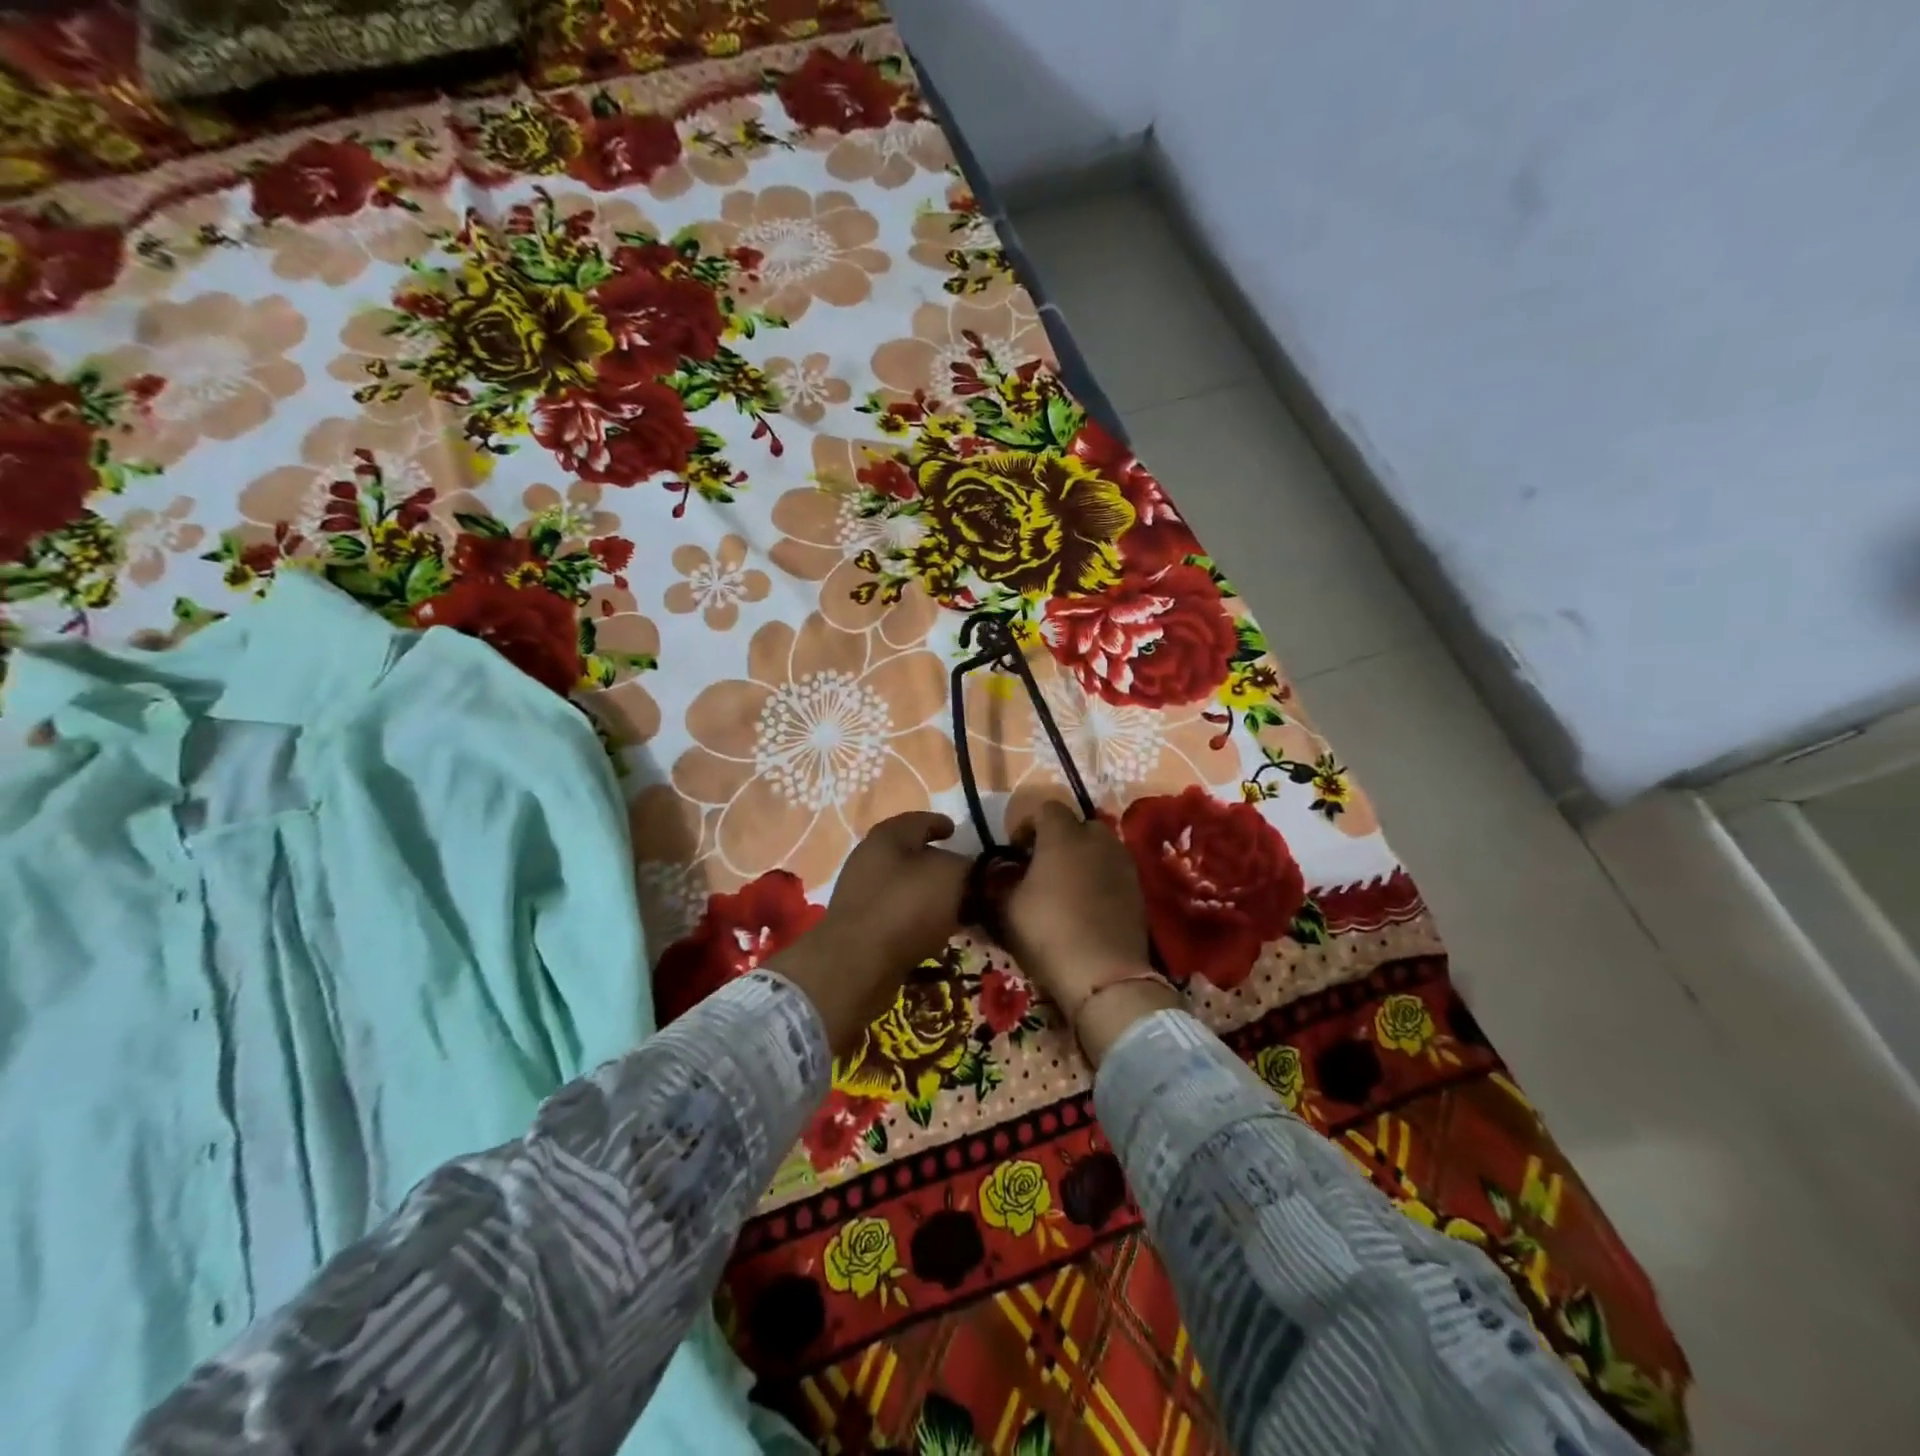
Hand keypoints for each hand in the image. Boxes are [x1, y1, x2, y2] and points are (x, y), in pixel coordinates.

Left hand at [772, 812, 969, 1053]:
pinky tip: (938, 934)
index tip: (957, 831)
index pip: (919, 820)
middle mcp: (868, 859)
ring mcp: (861, 895)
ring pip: (905, 887)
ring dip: (930, 895)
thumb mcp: (951, 876)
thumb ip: (967, 866)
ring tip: (959, 909)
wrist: (857, 964)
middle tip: (966, 876)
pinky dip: (919, 920)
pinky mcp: (860, 928)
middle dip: (938, 863)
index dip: (941, 824)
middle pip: (910, 855)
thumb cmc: (905, 906)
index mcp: (887, 836)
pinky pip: (898, 915)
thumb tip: (970, 871)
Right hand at [1001, 801, 1153, 1014]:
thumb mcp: (1007, 908)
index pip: (1045, 808)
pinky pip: (1114, 870)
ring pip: (1100, 847)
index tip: (1016, 850)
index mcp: (1062, 835)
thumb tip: (1003, 873)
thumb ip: (1002, 881)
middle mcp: (1098, 839)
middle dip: (1060, 839)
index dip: (1027, 824)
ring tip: (1067, 886)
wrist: (1104, 974)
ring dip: (1083, 858)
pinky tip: (1089, 905)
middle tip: (1043, 866)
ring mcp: (1123, 862)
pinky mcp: (1139, 888)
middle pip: (1078, 824)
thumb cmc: (1048, 932)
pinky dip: (1101, 878)